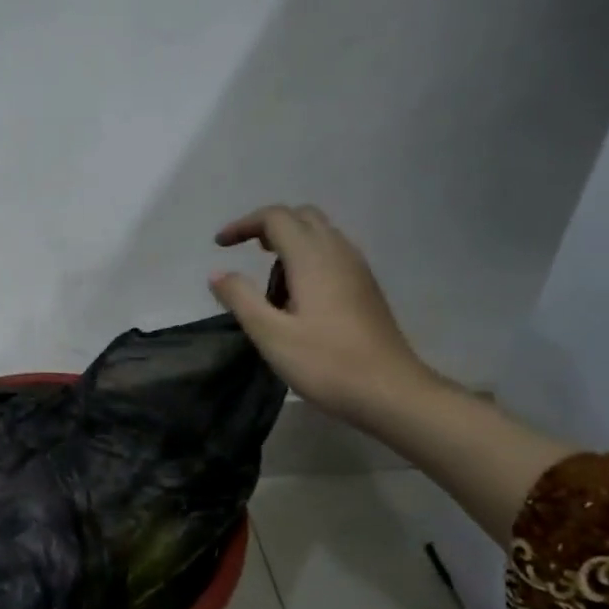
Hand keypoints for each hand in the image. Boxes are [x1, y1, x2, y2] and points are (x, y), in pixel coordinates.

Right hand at [209, 205, 436, 423]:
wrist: (391, 391)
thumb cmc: (326, 363)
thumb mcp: (271, 335)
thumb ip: (241, 298)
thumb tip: (217, 273)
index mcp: (312, 258)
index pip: (276, 218)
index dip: (244, 224)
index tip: (220, 246)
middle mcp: (338, 253)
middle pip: (302, 217)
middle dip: (268, 226)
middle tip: (245, 252)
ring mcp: (357, 269)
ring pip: (320, 233)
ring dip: (289, 242)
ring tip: (268, 281)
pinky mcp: (365, 288)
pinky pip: (332, 254)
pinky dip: (307, 258)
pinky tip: (296, 295)